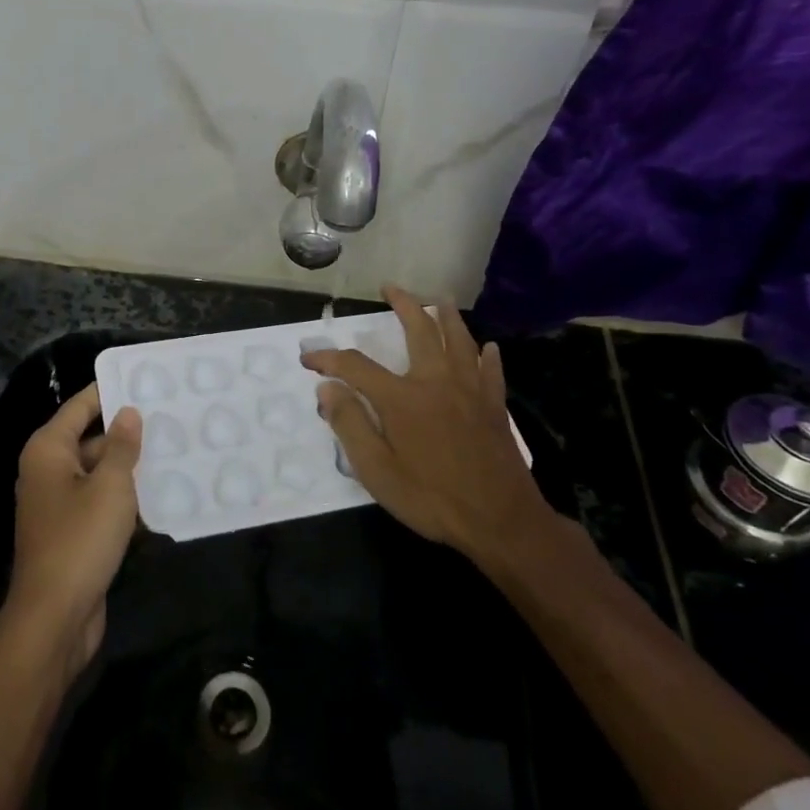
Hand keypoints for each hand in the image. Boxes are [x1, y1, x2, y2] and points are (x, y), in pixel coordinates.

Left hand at [6, 384, 141, 674]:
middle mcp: (47, 471)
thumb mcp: (110, 486)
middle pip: (89, 438)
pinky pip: (100, 502)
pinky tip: (159, 494)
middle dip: (125, 431)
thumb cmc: (80, 539)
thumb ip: (121, 446)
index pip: (80, 406)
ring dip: (128, 466)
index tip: (143, 379)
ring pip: (98, 472)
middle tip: (169, 417)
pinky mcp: (71, 532)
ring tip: (173, 450)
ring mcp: (58, 504)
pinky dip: (124, 497)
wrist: (55, 617)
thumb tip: (127, 412)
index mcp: (48, 450)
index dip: (109, 391)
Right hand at [301, 287, 552, 568]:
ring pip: (459, 340)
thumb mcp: (378, 471)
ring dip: (447, 316)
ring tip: (439, 299)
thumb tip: (327, 389)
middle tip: (391, 287)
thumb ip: (351, 425)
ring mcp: (470, 391)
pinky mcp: (494, 406)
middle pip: (419, 330)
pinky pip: (490, 370)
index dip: (328, 359)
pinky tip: (487, 347)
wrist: (500, 521)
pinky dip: (486, 355)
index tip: (308, 359)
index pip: (355, 366)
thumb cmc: (432, 498)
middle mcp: (436, 382)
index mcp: (403, 398)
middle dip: (403, 304)